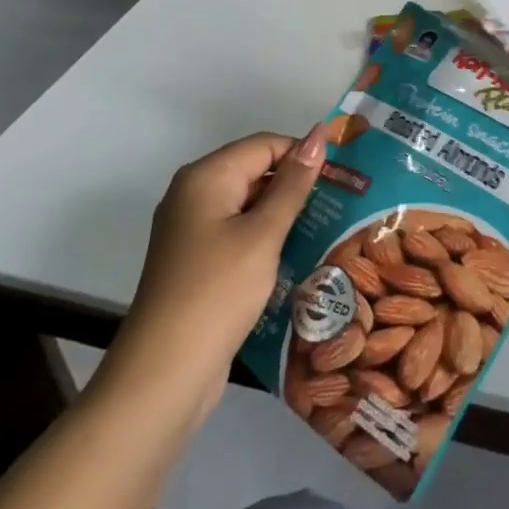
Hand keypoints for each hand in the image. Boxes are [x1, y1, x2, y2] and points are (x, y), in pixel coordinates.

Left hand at [101, 126, 327, 417]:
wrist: (164, 373)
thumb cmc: (218, 292)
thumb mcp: (263, 234)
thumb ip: (293, 184)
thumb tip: (318, 135)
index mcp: (205, 177)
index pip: (264, 144)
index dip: (303, 155)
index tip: (343, 178)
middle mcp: (193, 194)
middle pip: (254, 172)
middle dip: (296, 185)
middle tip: (343, 205)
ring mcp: (191, 230)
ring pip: (248, 205)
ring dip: (284, 215)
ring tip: (329, 229)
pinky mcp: (197, 261)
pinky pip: (238, 233)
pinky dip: (266, 239)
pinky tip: (297, 256)